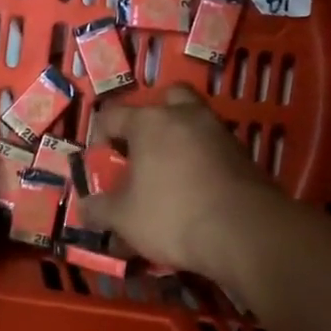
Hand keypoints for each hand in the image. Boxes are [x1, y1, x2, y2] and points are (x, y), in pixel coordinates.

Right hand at [78, 84, 285, 278]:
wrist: (245, 232)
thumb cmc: (172, 215)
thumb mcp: (124, 218)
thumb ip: (101, 209)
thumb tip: (85, 208)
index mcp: (149, 122)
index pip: (113, 115)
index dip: (100, 134)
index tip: (100, 158)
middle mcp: (185, 116)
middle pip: (167, 98)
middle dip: (153, 117)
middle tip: (143, 146)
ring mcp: (219, 132)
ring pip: (195, 121)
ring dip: (181, 137)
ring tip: (169, 169)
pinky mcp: (244, 154)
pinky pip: (214, 146)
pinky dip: (203, 158)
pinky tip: (197, 185)